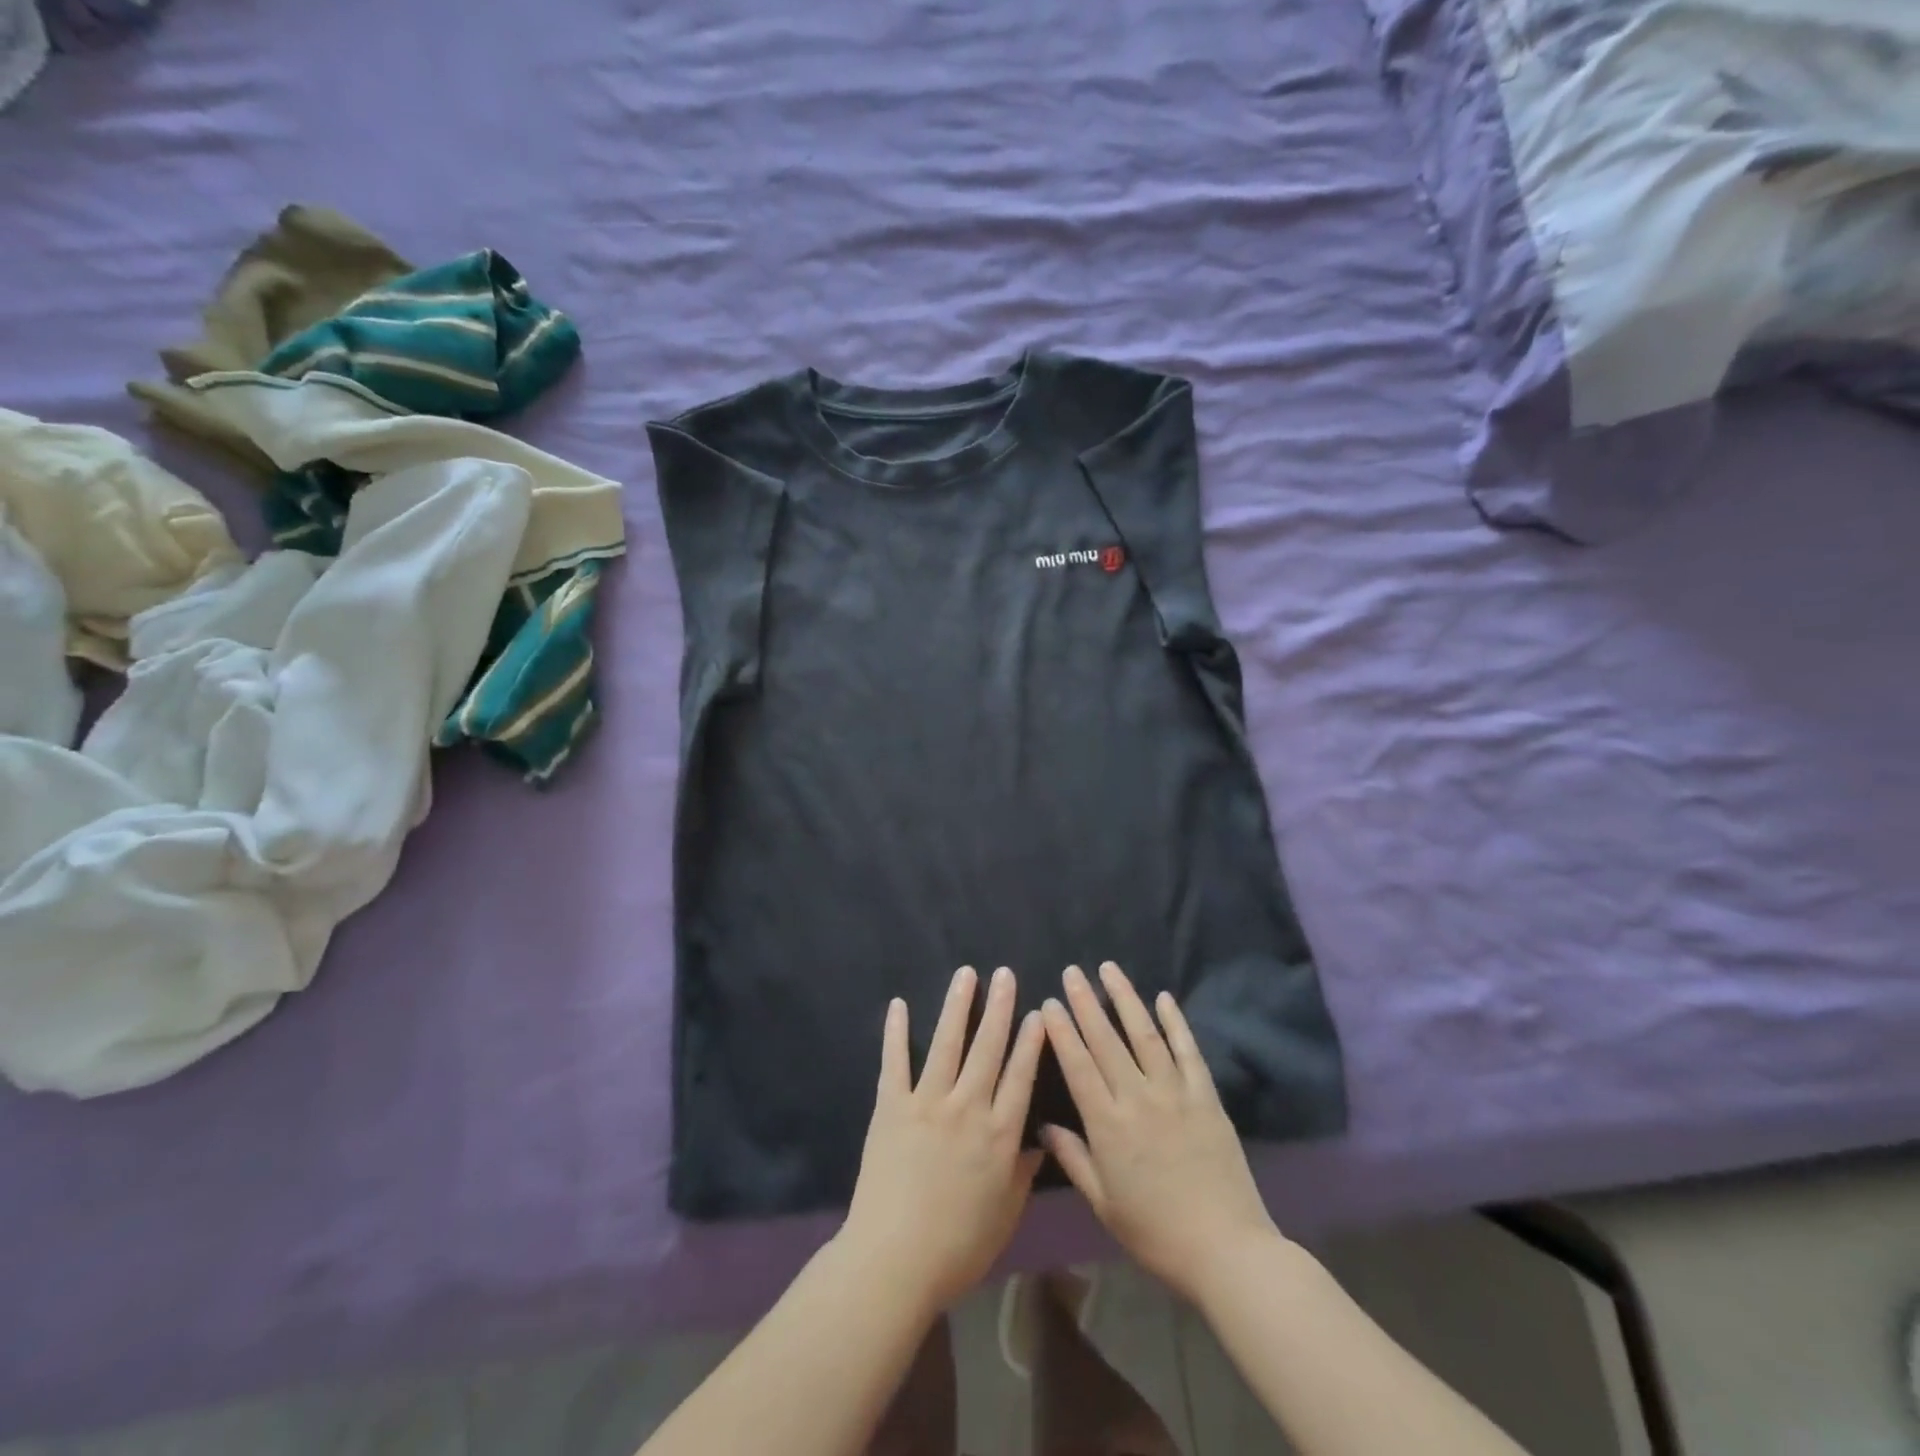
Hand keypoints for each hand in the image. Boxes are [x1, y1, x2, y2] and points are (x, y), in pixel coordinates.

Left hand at [840, 965, 1046, 1315]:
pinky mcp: (891, 1106)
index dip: (1031, 1041)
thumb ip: (1022, 1175)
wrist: (894, 1261)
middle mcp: (968, 1107)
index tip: (1038, 1012)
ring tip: (966, 974)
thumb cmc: (957, 1247)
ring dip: (957, 1005)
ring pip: (947, 1043)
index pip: (1021, 1075)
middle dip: (999, 1008)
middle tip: (1005, 974)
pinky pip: (894, 1061)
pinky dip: (896, 1032)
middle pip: (988, 1048)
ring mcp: (927, 1102)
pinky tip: (899, 1005)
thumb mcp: (1005, 1217)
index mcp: (1000, 1134)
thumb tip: (1038, 1143)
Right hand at [1041, 962, 1280, 1305]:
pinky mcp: (1206, 1097)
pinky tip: (1164, 998)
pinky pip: (1188, 1051)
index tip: (1050, 1002)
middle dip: (1086, 1002)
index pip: (1078, 1065)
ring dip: (1126, 999)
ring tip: (1109, 969)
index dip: (1062, 1031)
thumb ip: (1073, 1159)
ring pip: (1145, 1035)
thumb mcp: (1104, 1204)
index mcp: (1108, 1125)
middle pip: (1106, 1040)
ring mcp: (1175, 1093)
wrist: (1226, 1250)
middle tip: (1073, 971)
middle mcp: (1138, 1098)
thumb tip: (1044, 1125)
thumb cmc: (1156, 1232)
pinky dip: (1175, 1022)